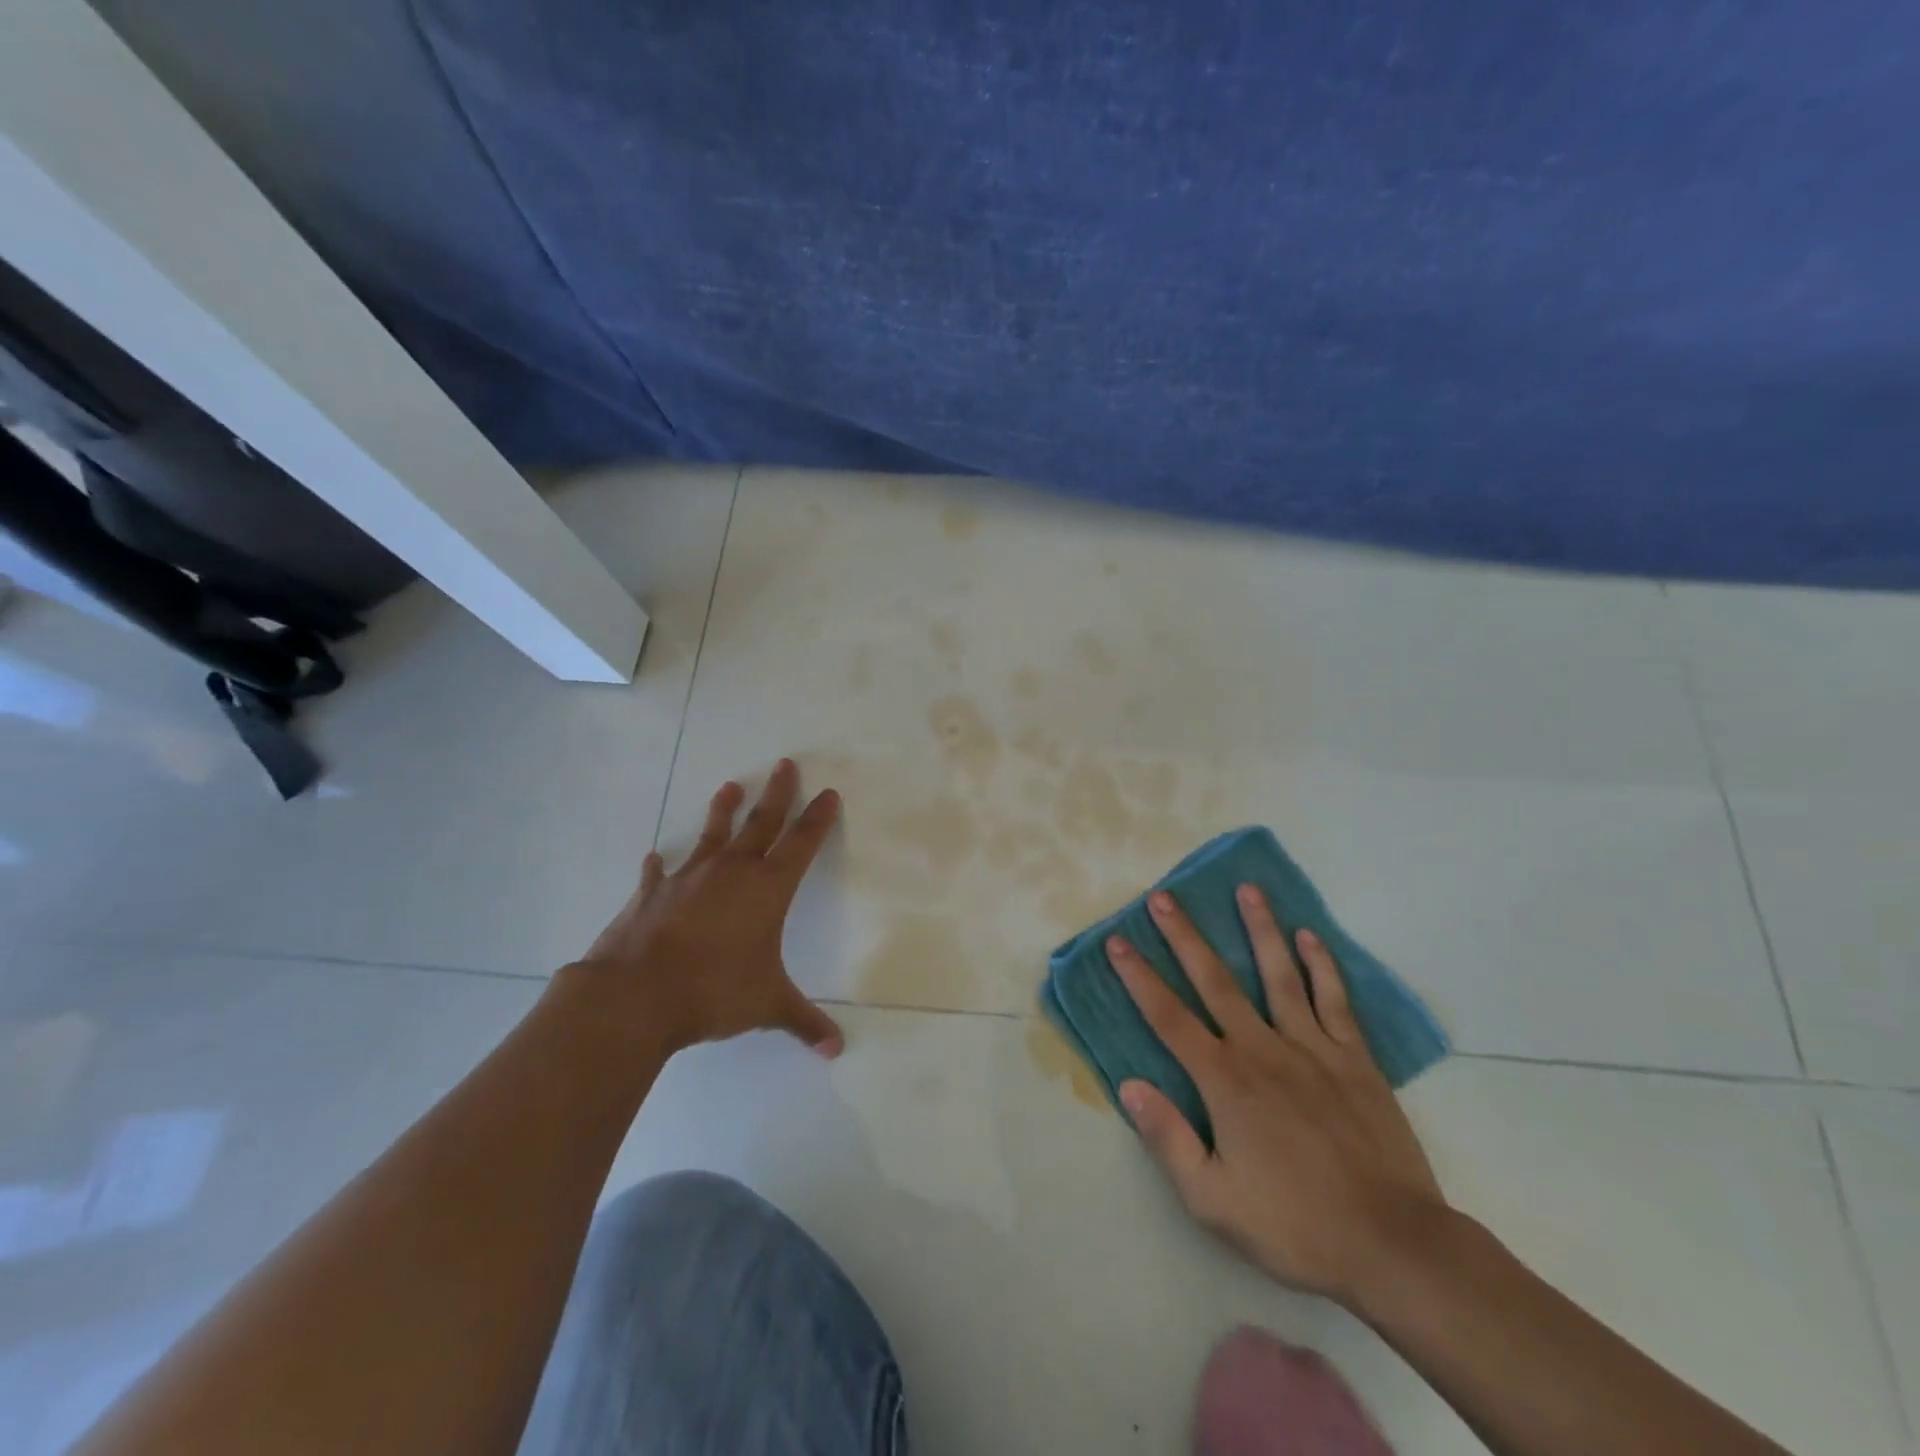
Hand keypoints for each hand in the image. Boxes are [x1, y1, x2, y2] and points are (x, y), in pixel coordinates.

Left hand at [565, 759, 844, 1058]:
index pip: (802, 843)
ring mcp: (688, 878)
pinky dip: (660, 865)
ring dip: (724, 810)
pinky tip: (655, 858)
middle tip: (785, 764)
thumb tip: (837, 1050)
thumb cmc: (715, 992)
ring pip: (713, 834)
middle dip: (778, 793)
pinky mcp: (651, 894)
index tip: (827, 793)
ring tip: (731, 785)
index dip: (817, 818)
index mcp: (767, 889)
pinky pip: (659, 873)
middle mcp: (732, 872)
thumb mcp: (768, 1006)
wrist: (636, 996)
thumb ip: (803, 1023)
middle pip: (761, 822)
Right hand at [1108, 887, 1446, 1307]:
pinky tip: (1310, 936)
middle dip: (1185, 936)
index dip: (1139, 977)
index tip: (1117, 941)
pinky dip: (1322, 965)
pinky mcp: (1354, 1059)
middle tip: (1163, 896)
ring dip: (1260, 929)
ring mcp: (1312, 1049)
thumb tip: (1129, 1085)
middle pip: (1215, 980)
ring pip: (1279, 975)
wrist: (1393, 1246)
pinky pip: (1334, 1001)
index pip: (1168, 1017)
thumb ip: (1168, 1139)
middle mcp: (1262, 1049)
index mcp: (1224, 1081)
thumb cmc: (1295, 1226)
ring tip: (1247, 889)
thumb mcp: (1213, 1201)